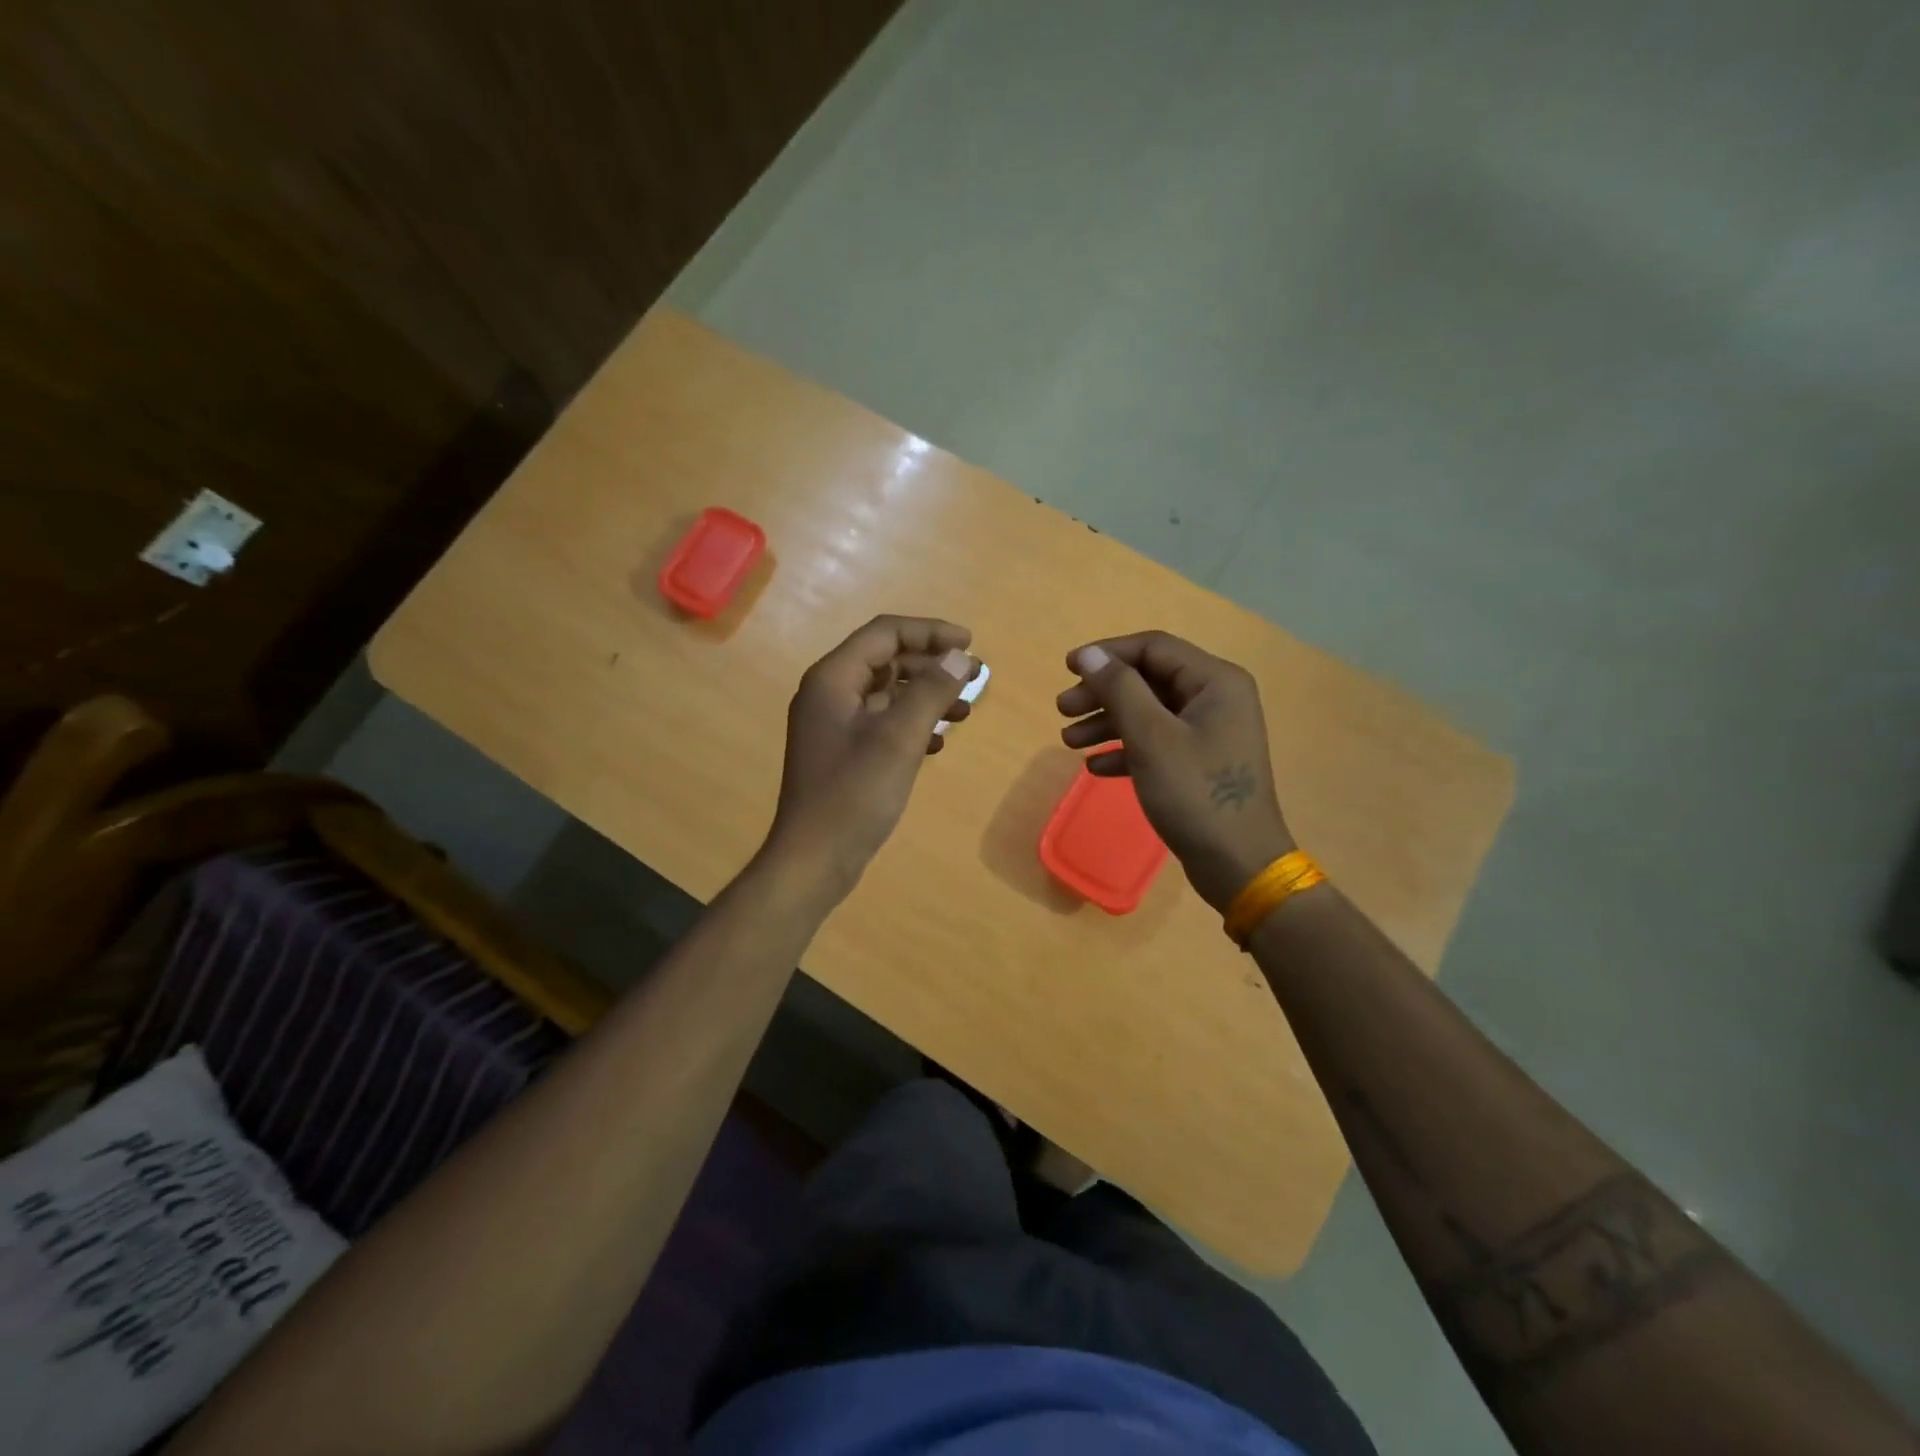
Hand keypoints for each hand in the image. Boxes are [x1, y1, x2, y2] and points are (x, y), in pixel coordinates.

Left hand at [766, 615, 977, 897]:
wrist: (814, 859)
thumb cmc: (854, 794)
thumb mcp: (899, 738)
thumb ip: (931, 691)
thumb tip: (960, 656)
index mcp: (833, 679)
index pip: (885, 633)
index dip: (930, 632)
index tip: (970, 644)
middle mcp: (829, 694)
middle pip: (887, 660)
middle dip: (932, 665)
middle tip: (976, 678)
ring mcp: (834, 725)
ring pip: (887, 693)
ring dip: (927, 696)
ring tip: (965, 712)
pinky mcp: (842, 752)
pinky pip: (882, 723)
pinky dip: (912, 724)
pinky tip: (938, 743)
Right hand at [1056, 631, 1293, 912]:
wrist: (1238, 864)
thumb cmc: (1195, 794)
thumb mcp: (1151, 738)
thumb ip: (1118, 690)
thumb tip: (1088, 654)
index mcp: (1215, 682)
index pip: (1153, 648)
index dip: (1107, 654)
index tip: (1066, 669)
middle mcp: (1216, 699)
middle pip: (1148, 680)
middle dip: (1102, 693)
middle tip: (1062, 710)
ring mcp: (1210, 733)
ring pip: (1149, 713)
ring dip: (1107, 722)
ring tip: (1068, 741)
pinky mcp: (1201, 763)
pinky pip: (1157, 743)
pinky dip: (1125, 749)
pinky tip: (1096, 767)